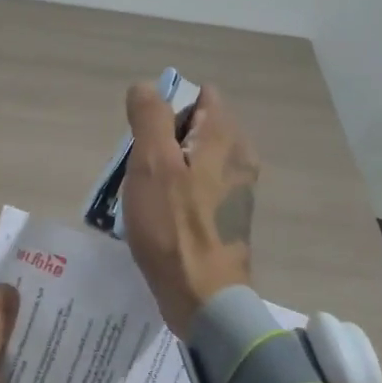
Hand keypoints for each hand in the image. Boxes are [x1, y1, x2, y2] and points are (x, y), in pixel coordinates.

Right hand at [122, 81, 258, 336]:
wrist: (201, 296)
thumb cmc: (172, 227)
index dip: (168, 111)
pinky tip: (159, 221)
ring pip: (194, 162)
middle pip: (196, 130)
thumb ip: (149, 117)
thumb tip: (145, 86)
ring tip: (145, 200)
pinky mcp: (228, 218)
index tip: (147, 143)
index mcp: (225, 138)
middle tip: (141, 174)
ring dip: (166, 172)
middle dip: (163, 144)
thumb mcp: (152, 164)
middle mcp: (240, 157)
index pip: (201, 96)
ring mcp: (237, 190)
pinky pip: (197, 190)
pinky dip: (177, 196)